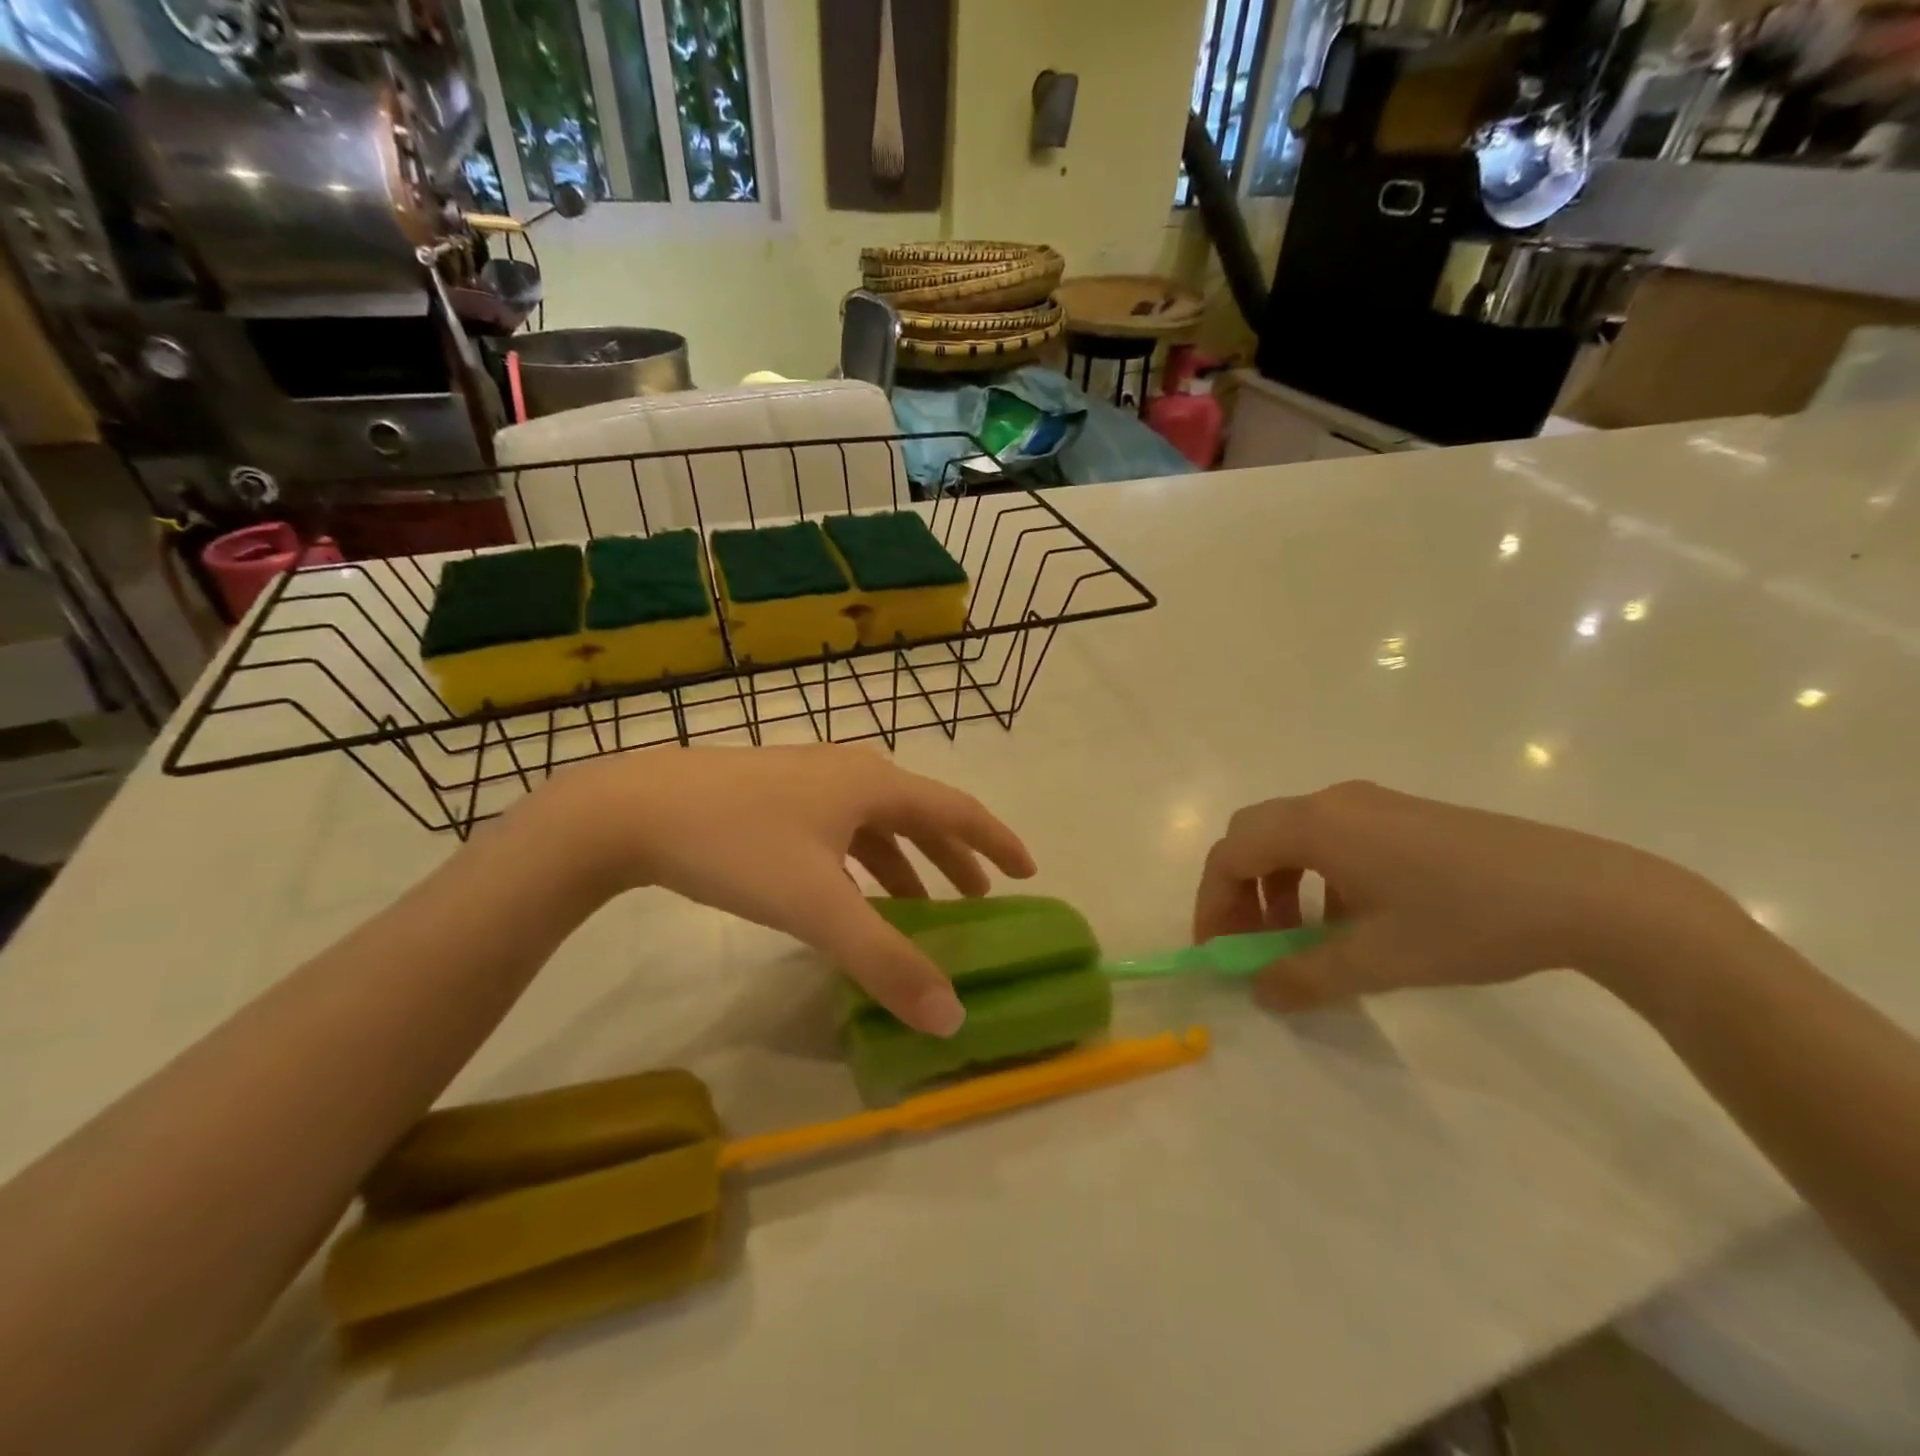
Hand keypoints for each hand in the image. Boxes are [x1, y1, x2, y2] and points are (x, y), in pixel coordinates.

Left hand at [525, 745, 1034, 1034]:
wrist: (633, 810)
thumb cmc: (738, 846)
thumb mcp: (817, 907)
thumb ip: (885, 961)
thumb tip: (952, 1017)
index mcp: (873, 784)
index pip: (957, 809)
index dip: (995, 841)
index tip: (1026, 870)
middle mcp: (848, 773)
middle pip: (919, 814)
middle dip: (953, 856)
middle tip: (977, 898)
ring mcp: (808, 781)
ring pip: (875, 822)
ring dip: (905, 861)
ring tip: (918, 904)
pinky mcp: (774, 796)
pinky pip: (839, 827)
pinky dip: (861, 859)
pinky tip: (847, 888)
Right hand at [1193, 781, 1734, 1011]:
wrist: (1585, 893)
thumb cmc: (1466, 922)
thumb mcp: (1378, 961)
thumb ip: (1304, 977)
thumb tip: (1258, 991)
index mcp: (1315, 826)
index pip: (1230, 855)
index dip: (1213, 904)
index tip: (1219, 953)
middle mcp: (1331, 802)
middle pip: (1252, 835)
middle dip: (1239, 890)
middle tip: (1251, 942)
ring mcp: (1368, 803)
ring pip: (1290, 836)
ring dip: (1277, 884)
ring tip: (1298, 938)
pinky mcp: (1399, 814)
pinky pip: (1330, 838)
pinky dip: (1314, 876)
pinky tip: (1348, 920)